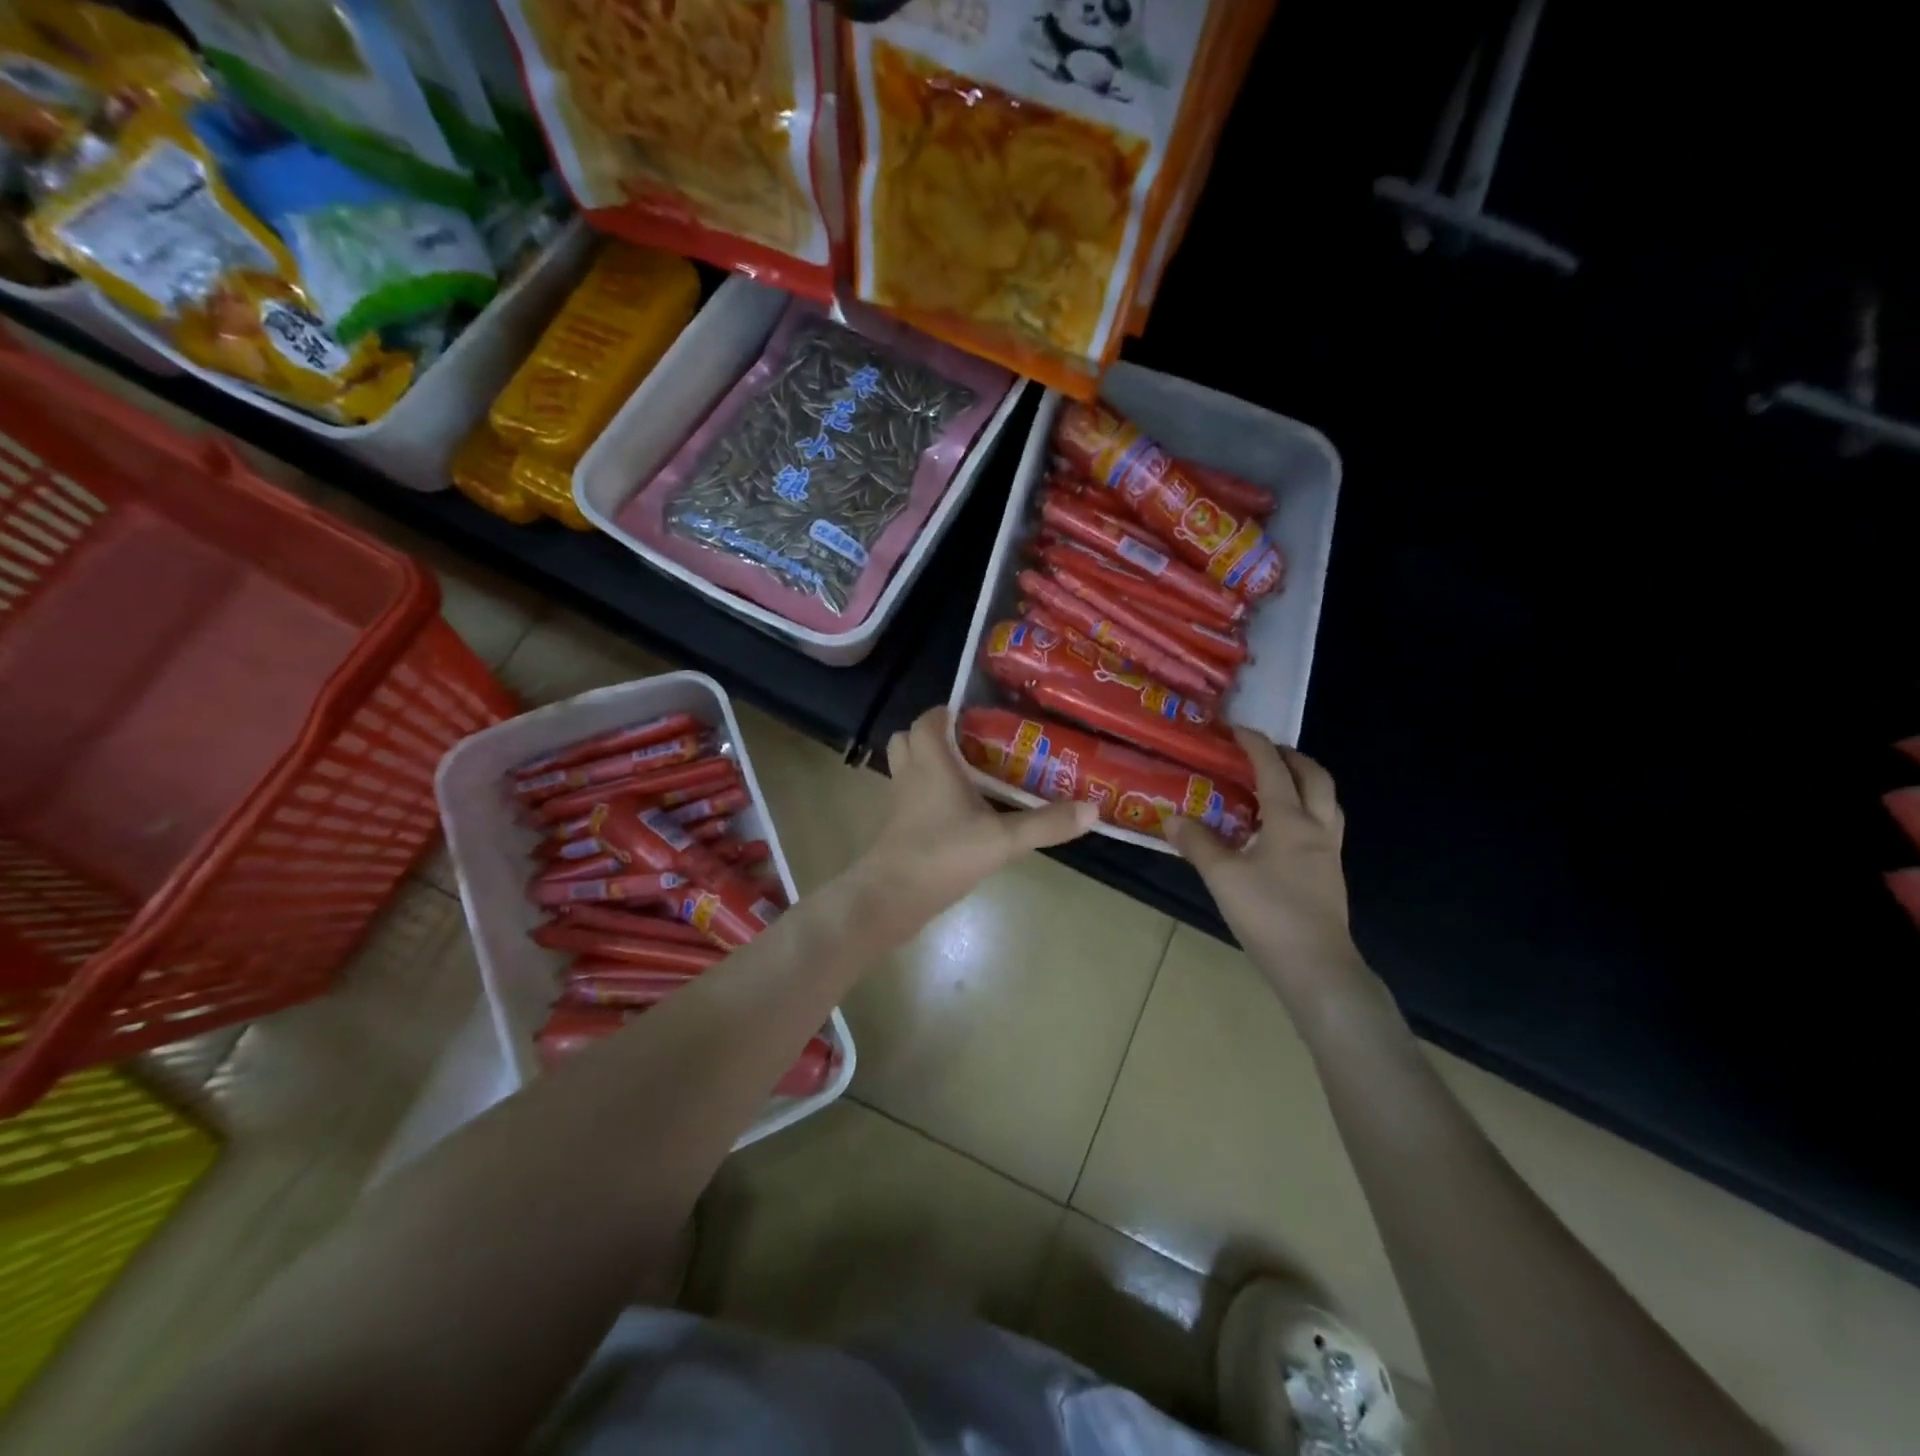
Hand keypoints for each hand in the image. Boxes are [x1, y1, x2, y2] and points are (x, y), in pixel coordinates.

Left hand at [854, 706, 1095, 931]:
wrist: (891, 898)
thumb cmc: (943, 854)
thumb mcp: (1002, 839)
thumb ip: (1045, 823)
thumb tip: (1092, 809)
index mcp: (931, 762)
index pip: (928, 720)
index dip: (949, 713)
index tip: (981, 719)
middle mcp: (910, 774)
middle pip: (910, 740)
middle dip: (936, 738)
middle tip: (974, 748)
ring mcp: (899, 803)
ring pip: (908, 769)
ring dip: (931, 766)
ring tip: (971, 778)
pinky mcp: (897, 828)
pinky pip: (910, 798)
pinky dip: (928, 797)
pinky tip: (959, 815)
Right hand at [1166, 732, 1365, 1005]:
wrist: (1317, 967)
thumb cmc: (1269, 915)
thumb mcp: (1223, 877)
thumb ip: (1197, 844)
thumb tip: (1172, 818)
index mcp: (1291, 821)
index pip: (1274, 770)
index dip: (1255, 745)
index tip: (1236, 731)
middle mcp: (1316, 828)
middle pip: (1315, 777)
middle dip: (1292, 757)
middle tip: (1266, 752)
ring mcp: (1328, 853)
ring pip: (1327, 802)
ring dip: (1306, 783)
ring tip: (1278, 785)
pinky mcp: (1330, 875)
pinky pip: (1324, 826)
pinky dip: (1307, 811)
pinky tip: (1282, 831)